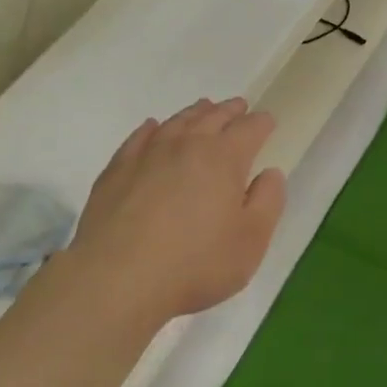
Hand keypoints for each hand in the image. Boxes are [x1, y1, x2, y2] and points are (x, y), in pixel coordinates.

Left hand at [66, 98, 285, 329]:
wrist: (118, 279)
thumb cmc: (196, 264)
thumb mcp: (251, 240)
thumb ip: (267, 202)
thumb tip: (270, 173)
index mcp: (224, 159)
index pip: (249, 130)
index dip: (261, 123)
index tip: (268, 121)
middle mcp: (186, 146)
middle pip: (212, 117)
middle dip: (229, 111)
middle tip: (239, 106)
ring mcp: (147, 155)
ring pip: (176, 123)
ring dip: (194, 113)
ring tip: (203, 109)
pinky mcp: (116, 171)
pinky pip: (139, 138)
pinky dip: (152, 129)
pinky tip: (153, 128)